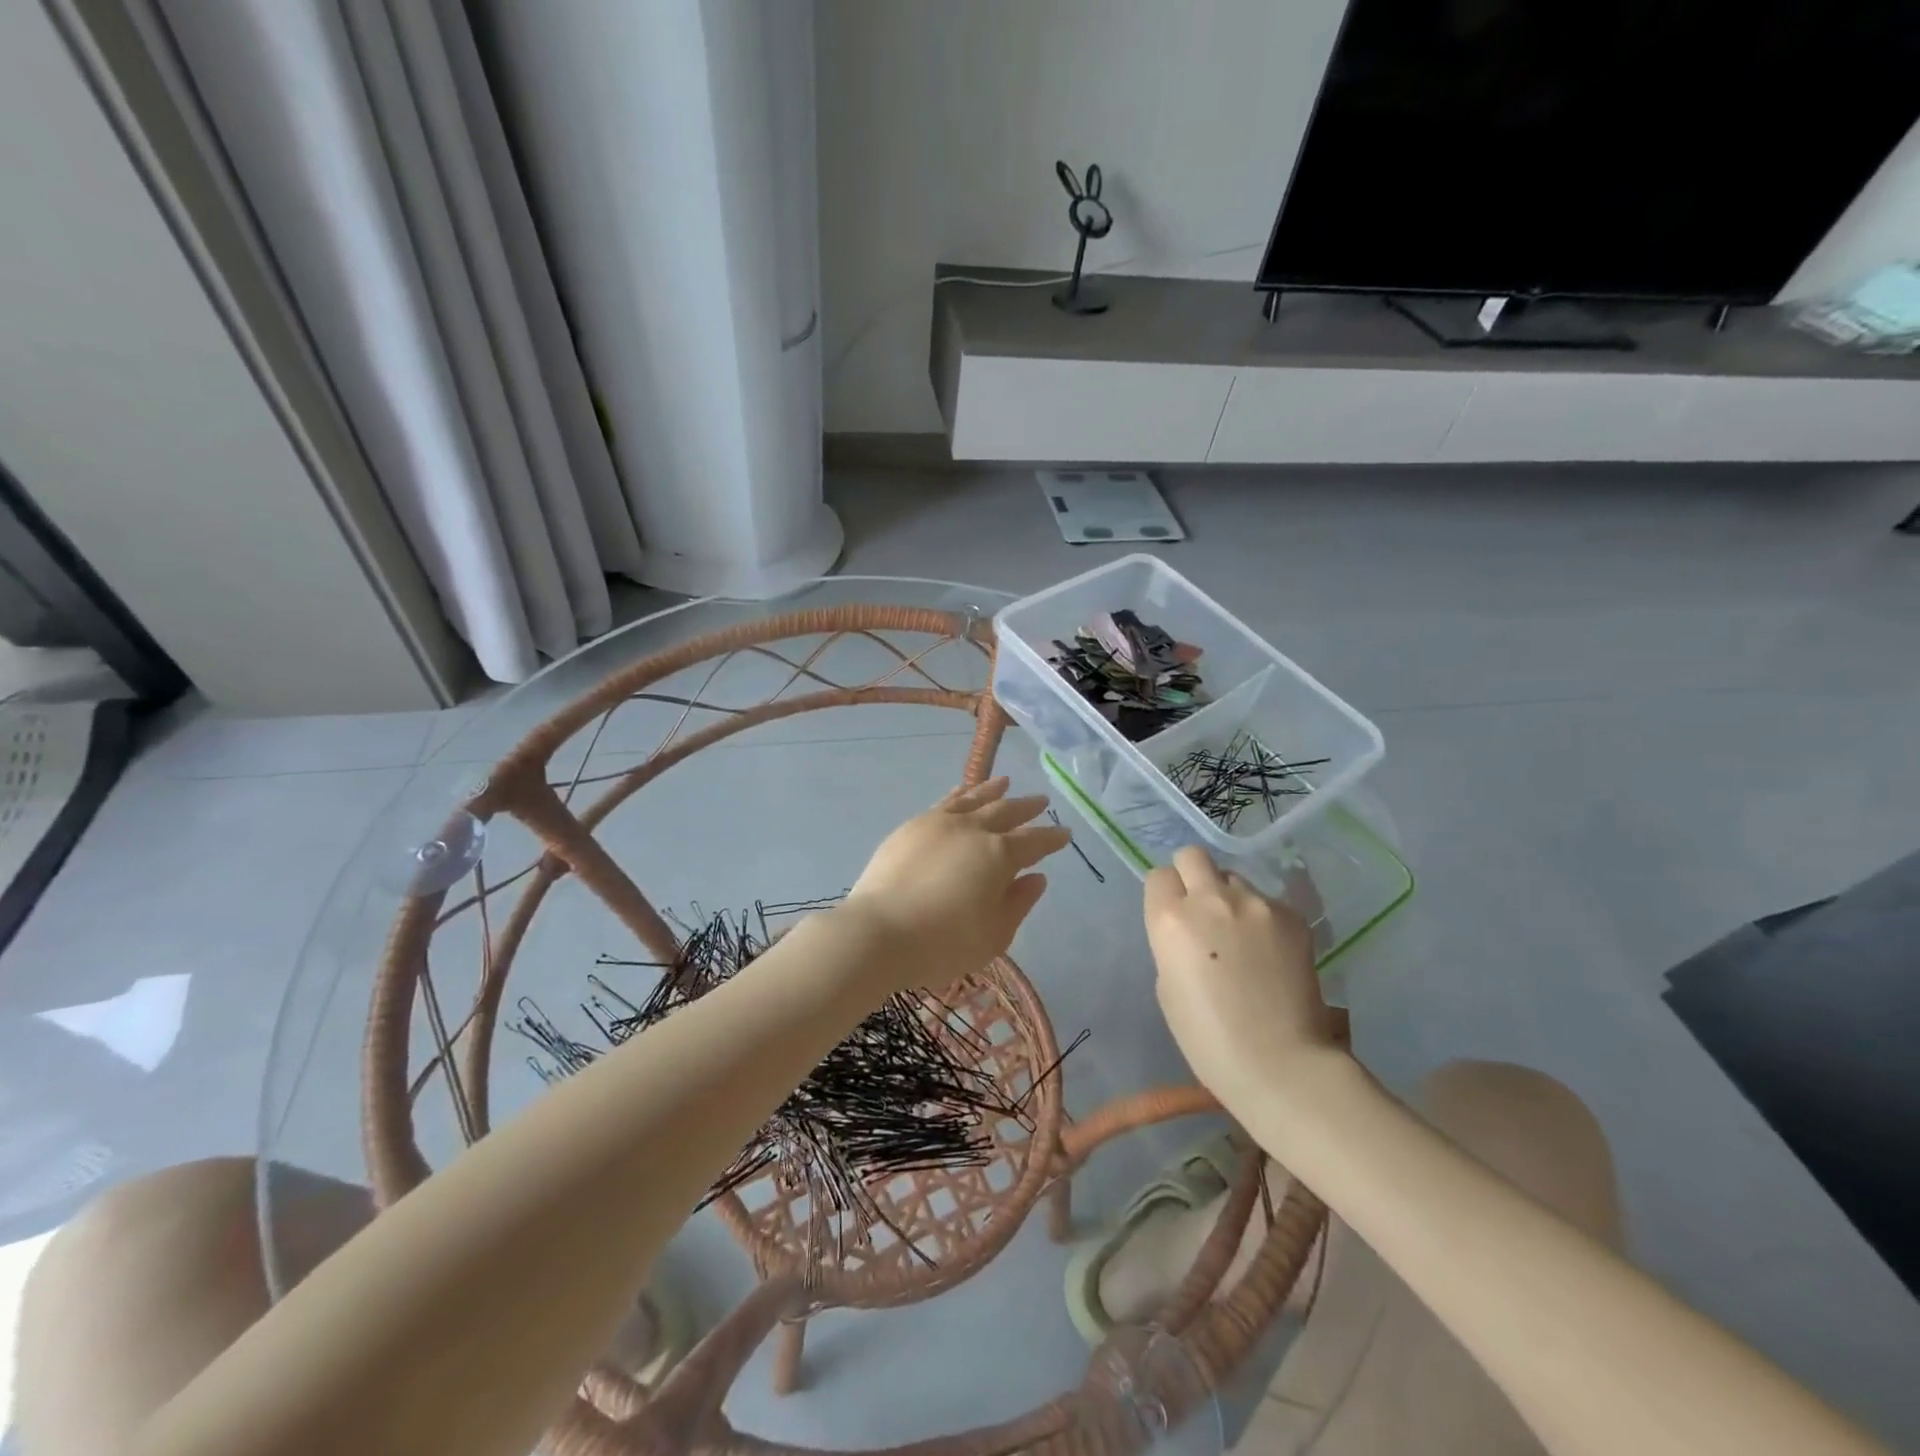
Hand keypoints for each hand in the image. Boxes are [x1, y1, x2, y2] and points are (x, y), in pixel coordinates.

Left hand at [842, 777, 1071, 992]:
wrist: (879, 932)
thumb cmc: (943, 943)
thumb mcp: (994, 935)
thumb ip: (1018, 903)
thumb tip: (1036, 878)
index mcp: (998, 855)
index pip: (1034, 842)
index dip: (1051, 838)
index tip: (1065, 833)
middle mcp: (972, 830)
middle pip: (1005, 812)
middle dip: (1026, 807)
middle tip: (1041, 801)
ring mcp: (939, 823)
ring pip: (973, 799)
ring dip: (992, 790)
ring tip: (1005, 782)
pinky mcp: (911, 827)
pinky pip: (945, 802)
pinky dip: (960, 794)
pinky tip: (962, 792)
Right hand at [1145, 847, 1340, 1108]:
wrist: (1280, 1064)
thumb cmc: (1208, 1038)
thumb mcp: (1167, 986)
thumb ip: (1172, 943)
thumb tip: (1190, 929)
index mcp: (1170, 919)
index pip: (1159, 876)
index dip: (1165, 895)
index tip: (1174, 917)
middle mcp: (1210, 899)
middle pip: (1193, 856)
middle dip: (1193, 875)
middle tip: (1203, 910)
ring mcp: (1256, 903)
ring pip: (1234, 878)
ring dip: (1230, 898)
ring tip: (1242, 936)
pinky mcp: (1292, 916)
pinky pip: (1267, 902)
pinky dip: (1262, 919)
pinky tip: (1270, 953)